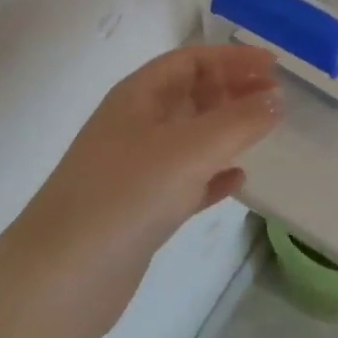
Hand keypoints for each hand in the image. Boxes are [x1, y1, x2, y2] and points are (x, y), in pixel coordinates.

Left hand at [8, 43, 282, 337]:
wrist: (60, 279)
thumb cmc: (125, 196)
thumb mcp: (188, 150)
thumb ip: (238, 121)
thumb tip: (276, 99)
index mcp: (138, 96)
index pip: (191, 60)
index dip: (233, 58)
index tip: (274, 66)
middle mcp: (136, 124)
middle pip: (191, 94)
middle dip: (233, 90)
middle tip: (277, 98)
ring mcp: (136, 168)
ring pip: (191, 136)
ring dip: (227, 130)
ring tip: (264, 131)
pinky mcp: (140, 209)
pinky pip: (186, 179)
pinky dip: (213, 174)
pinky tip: (238, 180)